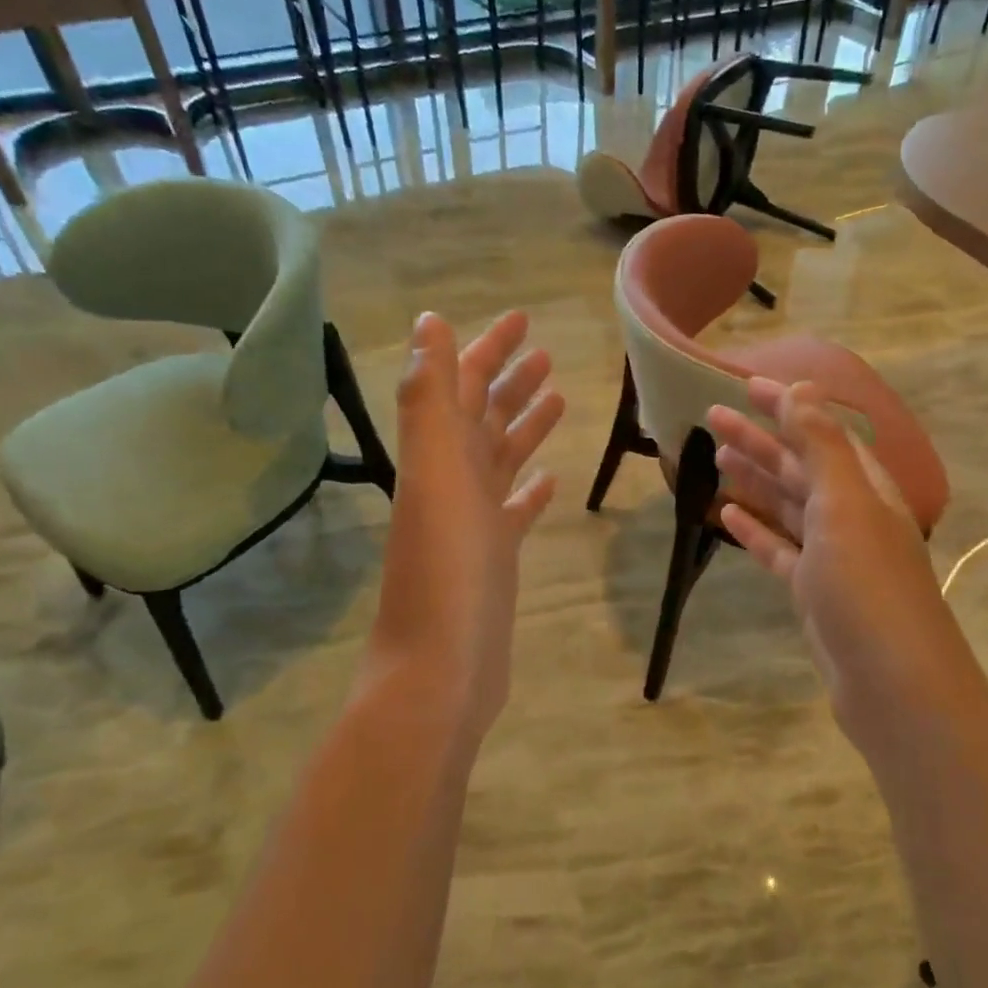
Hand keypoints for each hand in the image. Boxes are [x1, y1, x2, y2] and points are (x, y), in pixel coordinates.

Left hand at [367, 310, 564, 740]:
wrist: (441, 669)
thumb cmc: (446, 570)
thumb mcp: (436, 473)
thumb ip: (429, 399)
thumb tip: (429, 323)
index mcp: (439, 455)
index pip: (463, 384)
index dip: (489, 348)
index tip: (524, 319)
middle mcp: (453, 480)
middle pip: (483, 416)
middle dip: (510, 379)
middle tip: (546, 351)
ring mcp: (474, 521)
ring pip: (501, 458)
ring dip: (524, 425)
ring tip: (558, 397)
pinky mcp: (494, 557)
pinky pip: (514, 511)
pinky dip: (529, 489)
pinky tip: (550, 480)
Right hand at [708, 378, 947, 754]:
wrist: (893, 685)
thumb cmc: (867, 586)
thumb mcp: (845, 507)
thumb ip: (822, 447)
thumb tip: (804, 389)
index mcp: (864, 488)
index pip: (822, 432)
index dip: (787, 406)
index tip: (745, 385)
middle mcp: (851, 515)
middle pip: (799, 466)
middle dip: (760, 439)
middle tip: (713, 417)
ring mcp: (832, 556)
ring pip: (787, 505)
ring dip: (756, 479)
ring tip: (716, 456)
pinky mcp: (814, 591)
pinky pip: (779, 549)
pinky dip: (756, 529)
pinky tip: (728, 515)